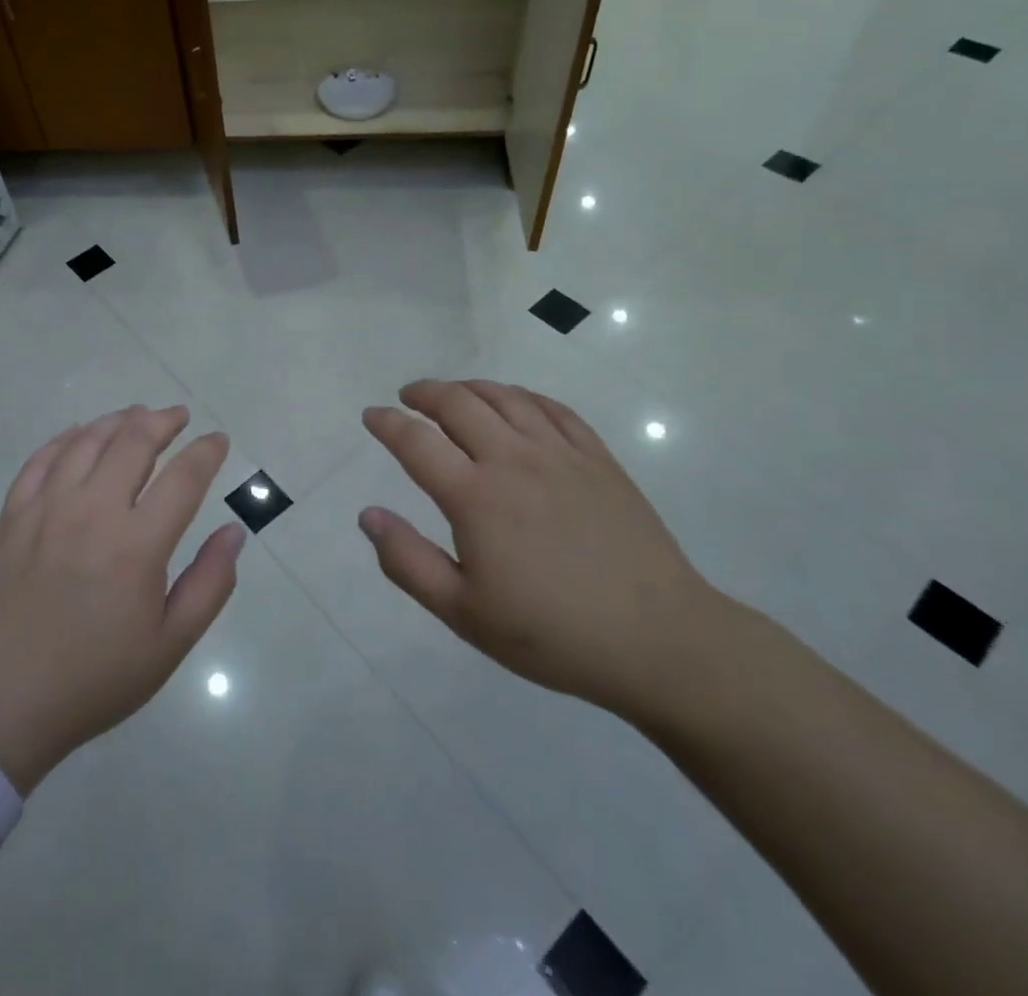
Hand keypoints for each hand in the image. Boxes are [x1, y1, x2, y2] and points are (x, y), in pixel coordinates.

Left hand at [0, 406, 243, 793]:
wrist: (2, 704)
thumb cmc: (95, 678)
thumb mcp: (169, 645)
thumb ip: (210, 584)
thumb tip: (234, 531)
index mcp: (137, 545)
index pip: (183, 477)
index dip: (206, 451)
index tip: (217, 439)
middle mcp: (93, 511)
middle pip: (134, 441)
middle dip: (163, 421)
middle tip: (178, 416)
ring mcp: (46, 508)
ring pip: (88, 440)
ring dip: (118, 421)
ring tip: (136, 416)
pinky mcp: (13, 515)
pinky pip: (41, 459)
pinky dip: (66, 438)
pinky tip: (79, 434)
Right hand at [358, 380, 724, 723]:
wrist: (659, 640)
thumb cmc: (552, 634)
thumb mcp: (464, 613)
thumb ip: (408, 561)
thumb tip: (368, 515)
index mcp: (475, 497)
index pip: (416, 441)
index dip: (387, 423)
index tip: (371, 416)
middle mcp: (513, 460)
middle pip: (459, 403)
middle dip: (425, 392)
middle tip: (408, 397)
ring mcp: (560, 454)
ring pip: (505, 397)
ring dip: (470, 387)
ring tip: (453, 393)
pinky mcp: (598, 459)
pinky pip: (552, 408)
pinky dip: (522, 396)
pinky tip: (514, 403)